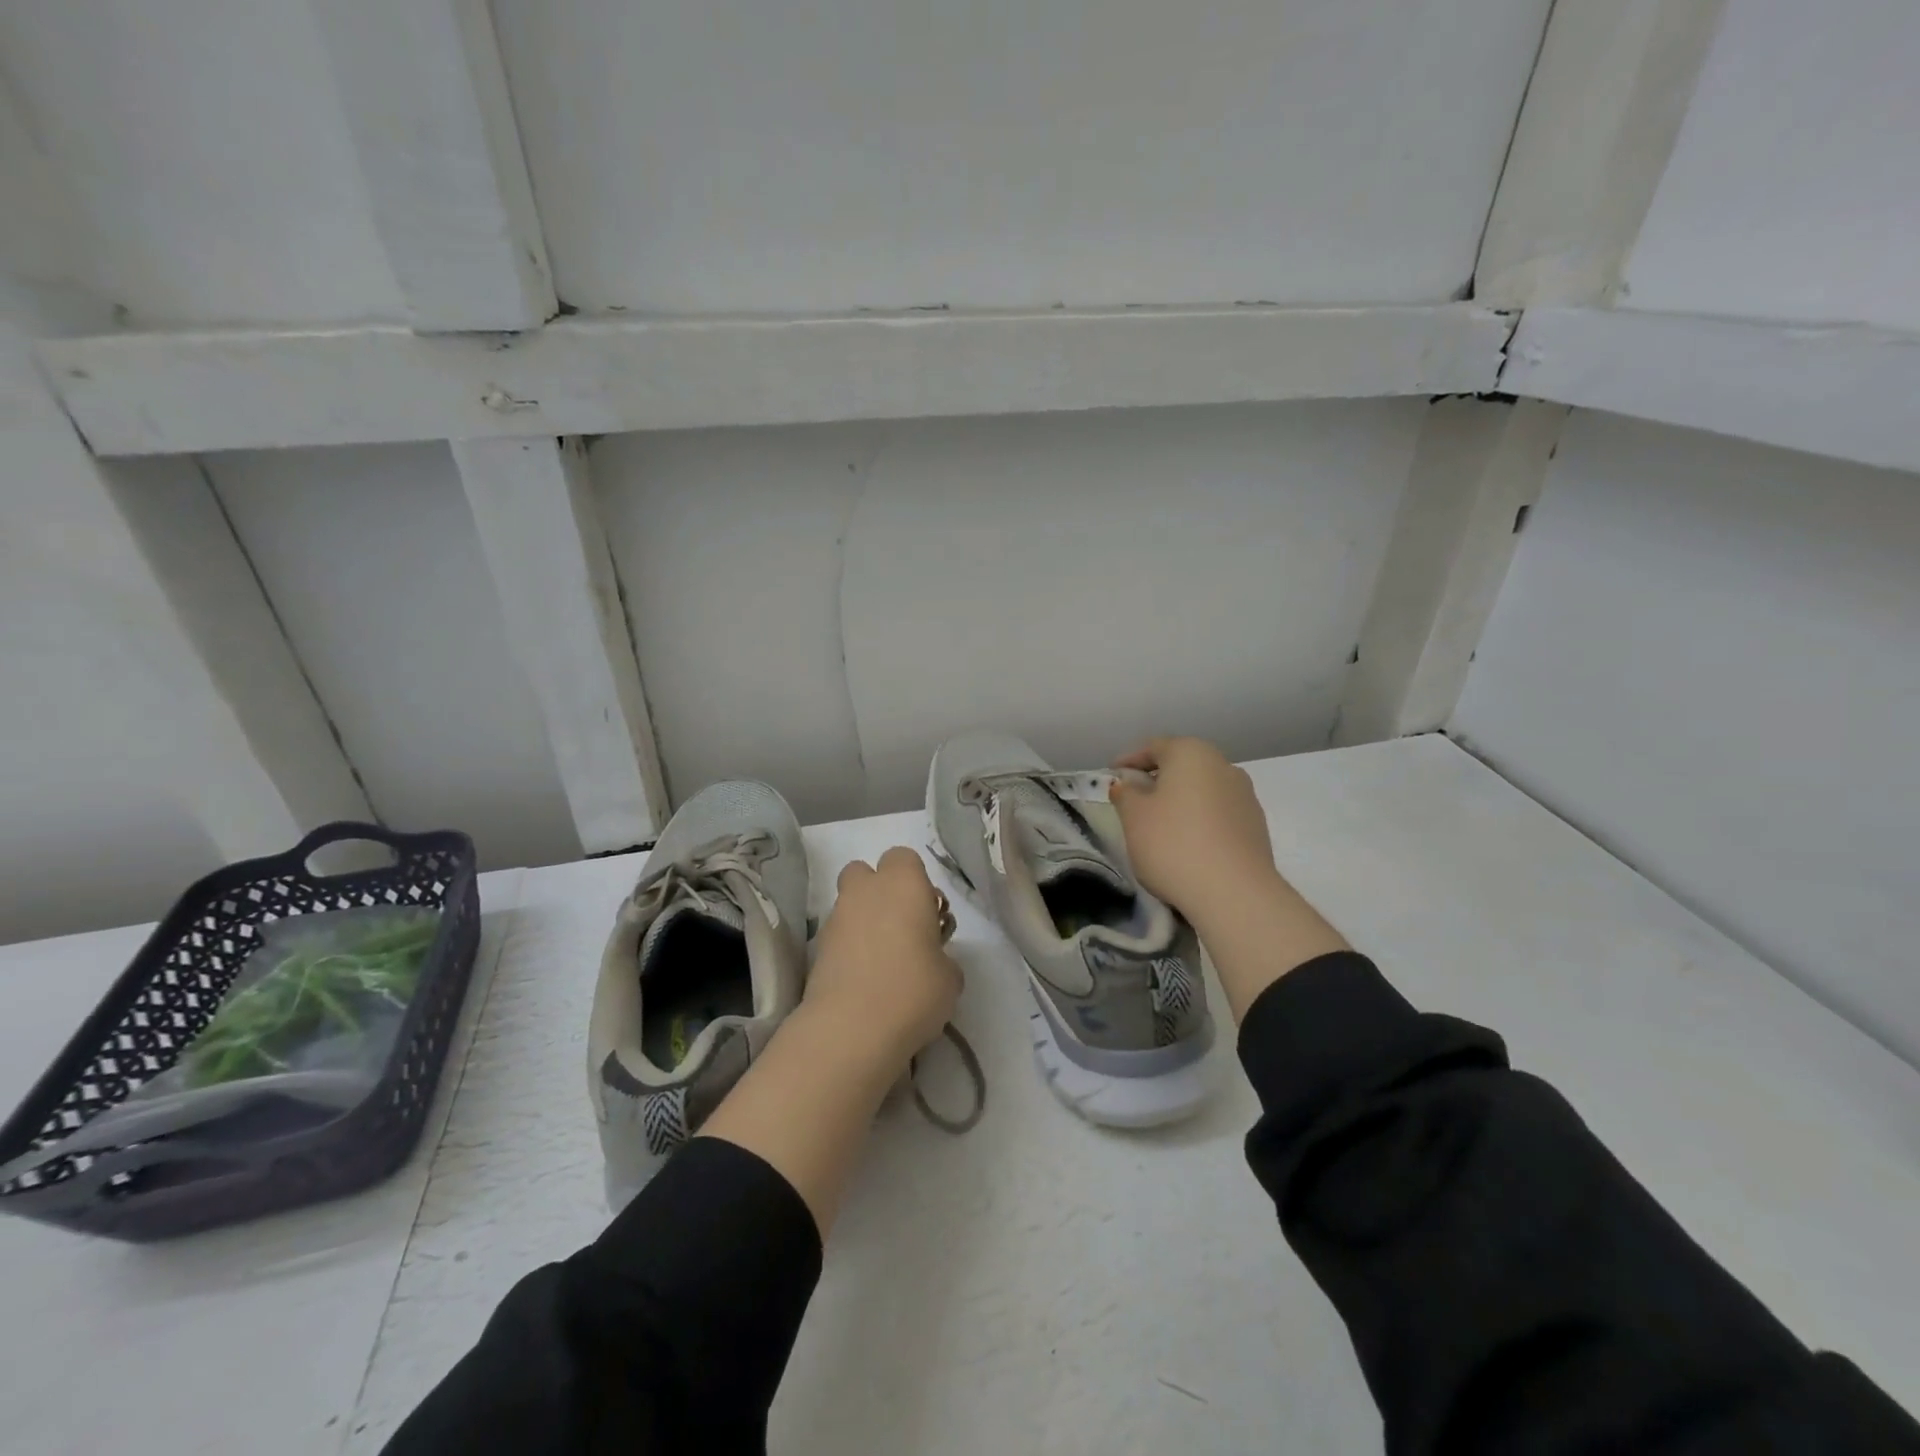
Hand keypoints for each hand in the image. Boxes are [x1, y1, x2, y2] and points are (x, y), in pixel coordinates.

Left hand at [807, 846, 962, 1070]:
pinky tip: (864, 981)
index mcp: (903, 884)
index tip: (927, 914)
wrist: (851, 1028)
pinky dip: (848, 948)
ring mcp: (835, 918)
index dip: (915, 881)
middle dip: (880, 892)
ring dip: (864, 922)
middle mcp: (865, 891)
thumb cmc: (914, 990)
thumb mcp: (950, 977)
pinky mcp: (816, 948)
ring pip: (849, 904)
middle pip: (866, 873)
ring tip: (883, 963)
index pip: (904, 858)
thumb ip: (942, 957)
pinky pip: (837, 936)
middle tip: (901, 929)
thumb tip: (931, 961)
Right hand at [1109, 736, 1277, 925]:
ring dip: (1180, 800)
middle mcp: (1223, 765)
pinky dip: (1200, 820)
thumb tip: (1128, 784)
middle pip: (1182, 766)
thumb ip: (1126, 794)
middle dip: (1157, 779)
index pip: (1154, 747)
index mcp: (1191, 753)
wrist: (1235, 893)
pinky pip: (1219, 813)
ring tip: (1161, 825)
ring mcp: (1245, 795)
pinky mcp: (1256, 825)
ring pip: (1202, 790)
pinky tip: (1188, 843)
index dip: (1129, 760)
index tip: (1112, 776)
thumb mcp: (1134, 817)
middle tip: (1134, 800)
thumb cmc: (1173, 844)